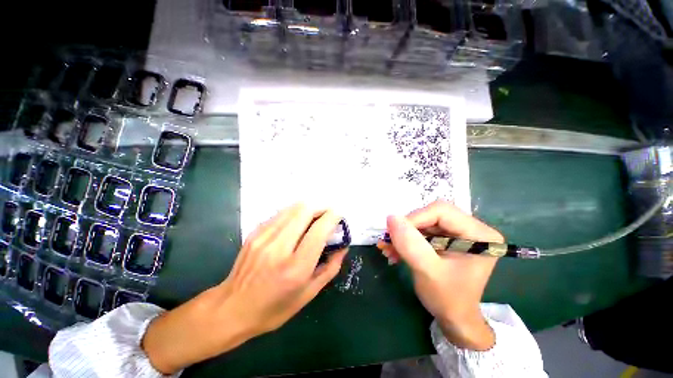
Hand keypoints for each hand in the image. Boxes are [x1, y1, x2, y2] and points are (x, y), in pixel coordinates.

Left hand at [142, 204, 347, 373]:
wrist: (231, 308)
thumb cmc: (274, 308)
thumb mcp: (309, 294)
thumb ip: (330, 267)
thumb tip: (343, 246)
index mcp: (296, 267)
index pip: (319, 230)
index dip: (333, 217)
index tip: (339, 215)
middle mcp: (279, 247)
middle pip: (305, 210)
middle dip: (321, 207)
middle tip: (327, 215)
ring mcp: (264, 237)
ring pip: (293, 208)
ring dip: (308, 208)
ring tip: (314, 217)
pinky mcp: (255, 232)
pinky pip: (281, 214)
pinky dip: (294, 213)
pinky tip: (296, 223)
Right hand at [377, 200, 503, 350]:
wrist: (454, 317)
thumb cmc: (448, 299)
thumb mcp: (428, 271)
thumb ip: (410, 244)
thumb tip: (391, 217)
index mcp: (479, 234)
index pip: (441, 211)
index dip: (414, 219)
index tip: (395, 234)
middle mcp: (471, 227)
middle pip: (431, 214)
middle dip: (407, 228)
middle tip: (390, 242)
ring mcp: (458, 232)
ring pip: (423, 222)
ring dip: (404, 235)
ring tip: (389, 249)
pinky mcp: (447, 238)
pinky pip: (422, 230)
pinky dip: (406, 239)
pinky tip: (395, 250)